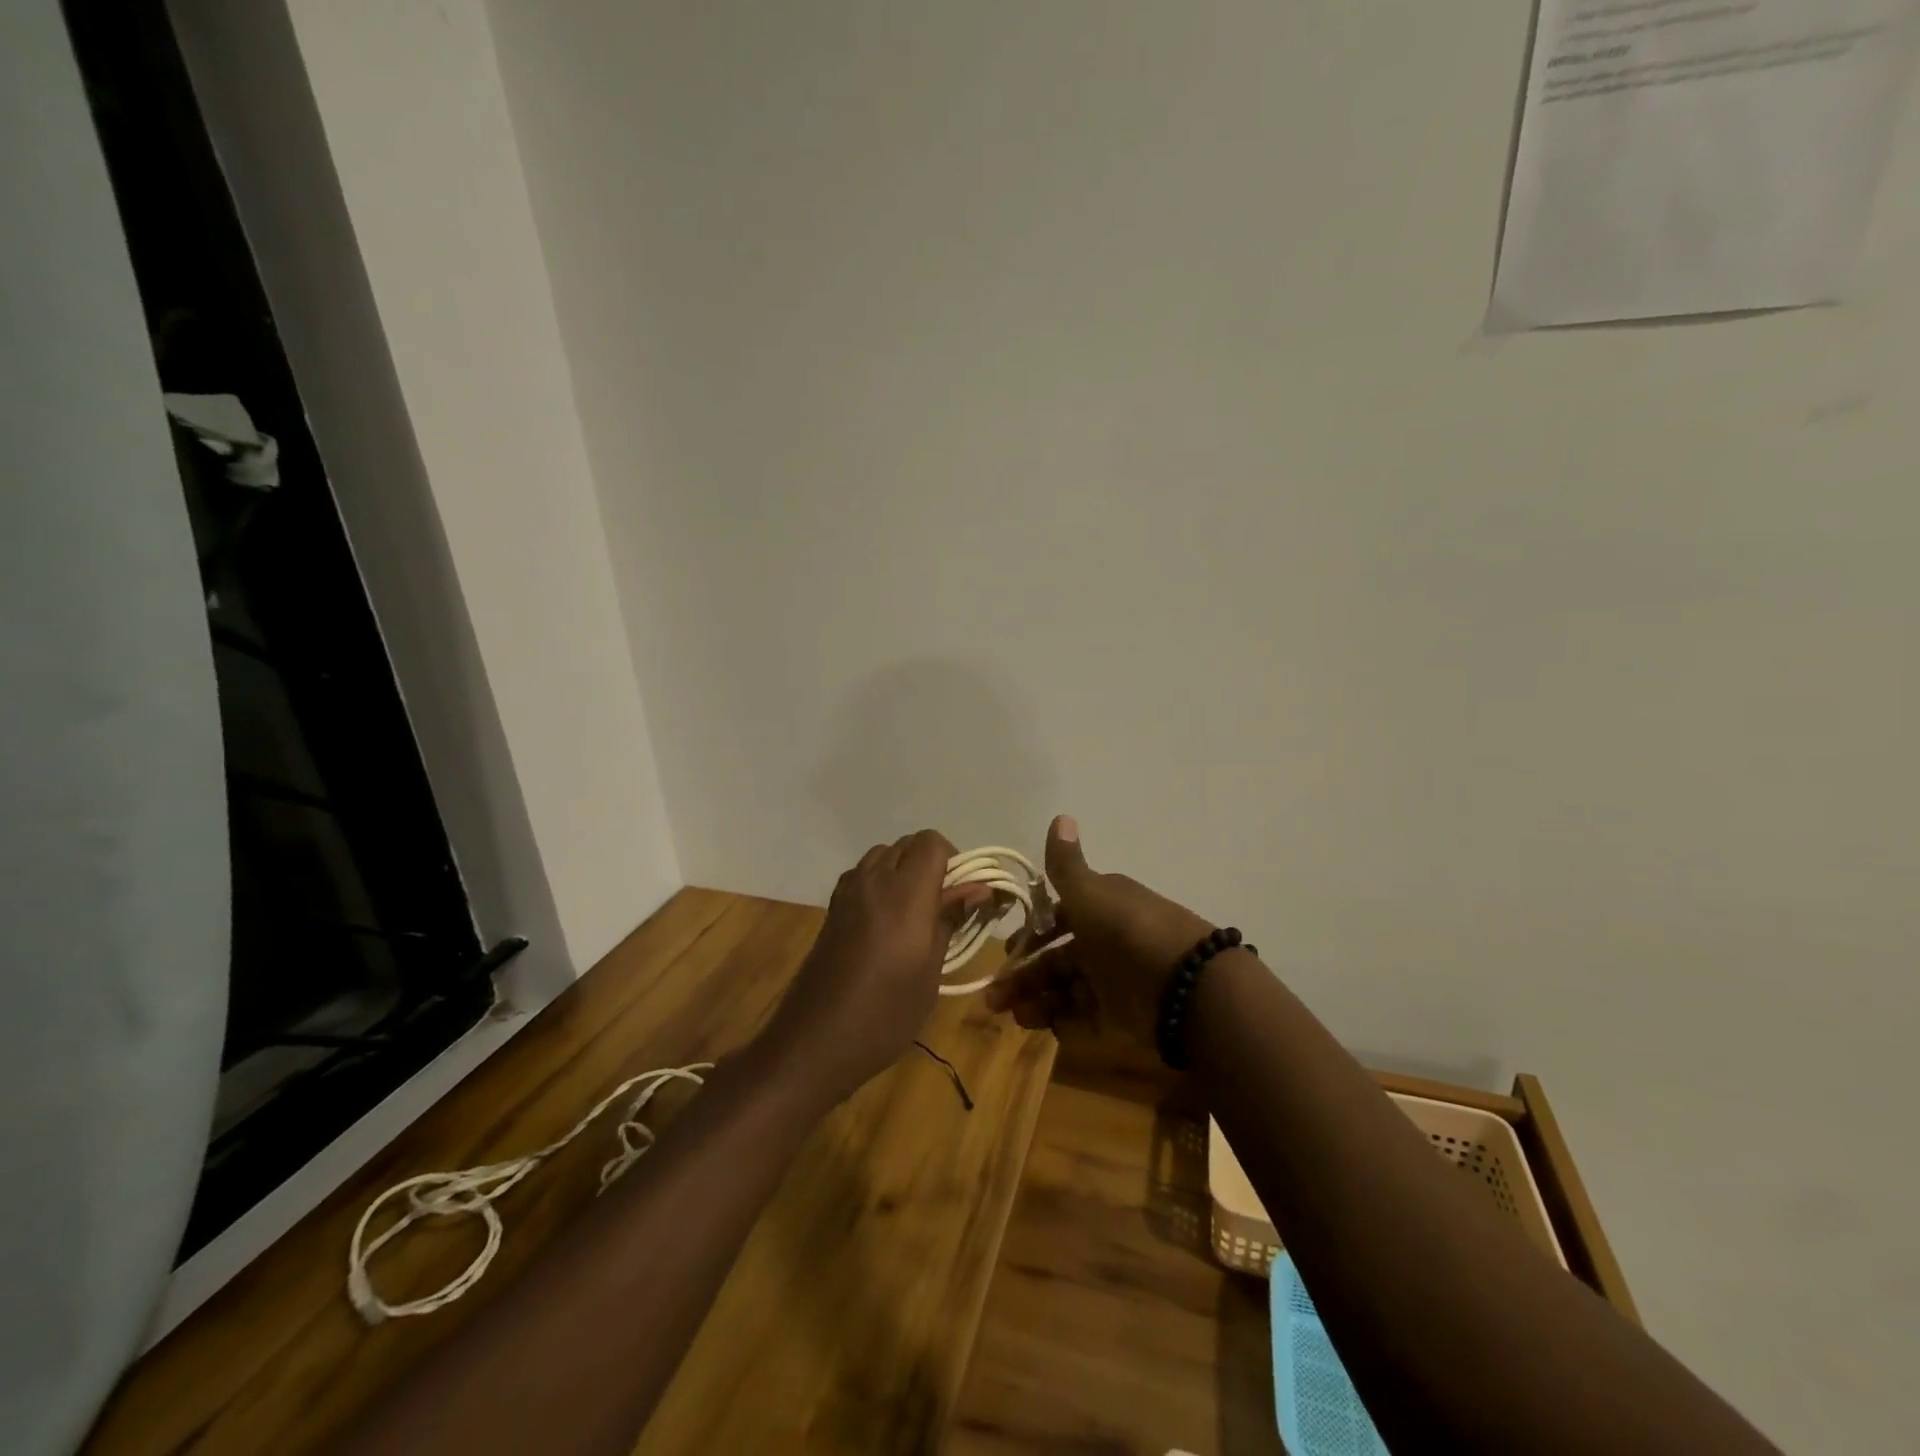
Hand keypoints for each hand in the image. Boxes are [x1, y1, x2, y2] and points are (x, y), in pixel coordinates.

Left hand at [759, 830, 978, 1108]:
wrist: (814, 1042)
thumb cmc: (884, 1013)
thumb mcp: (930, 971)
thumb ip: (950, 920)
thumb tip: (978, 889)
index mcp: (904, 893)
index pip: (932, 842)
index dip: (953, 860)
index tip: (962, 895)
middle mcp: (873, 880)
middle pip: (907, 844)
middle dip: (932, 865)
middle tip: (944, 907)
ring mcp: (847, 892)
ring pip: (883, 856)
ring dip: (904, 871)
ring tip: (916, 915)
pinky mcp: (832, 908)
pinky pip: (863, 875)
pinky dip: (881, 883)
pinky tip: (886, 924)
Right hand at [985, 816, 1213, 1048]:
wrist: (1187, 986)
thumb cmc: (1127, 931)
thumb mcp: (1090, 892)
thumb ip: (1067, 864)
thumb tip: (1061, 815)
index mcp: (1101, 909)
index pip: (1059, 919)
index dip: (1032, 933)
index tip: (1008, 950)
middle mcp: (1106, 944)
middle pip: (1058, 960)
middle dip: (1024, 976)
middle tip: (993, 997)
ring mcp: (1115, 982)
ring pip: (1066, 991)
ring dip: (1036, 1001)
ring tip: (1014, 1015)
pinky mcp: (1123, 1018)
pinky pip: (1085, 1021)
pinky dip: (1061, 1023)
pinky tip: (1039, 1025)